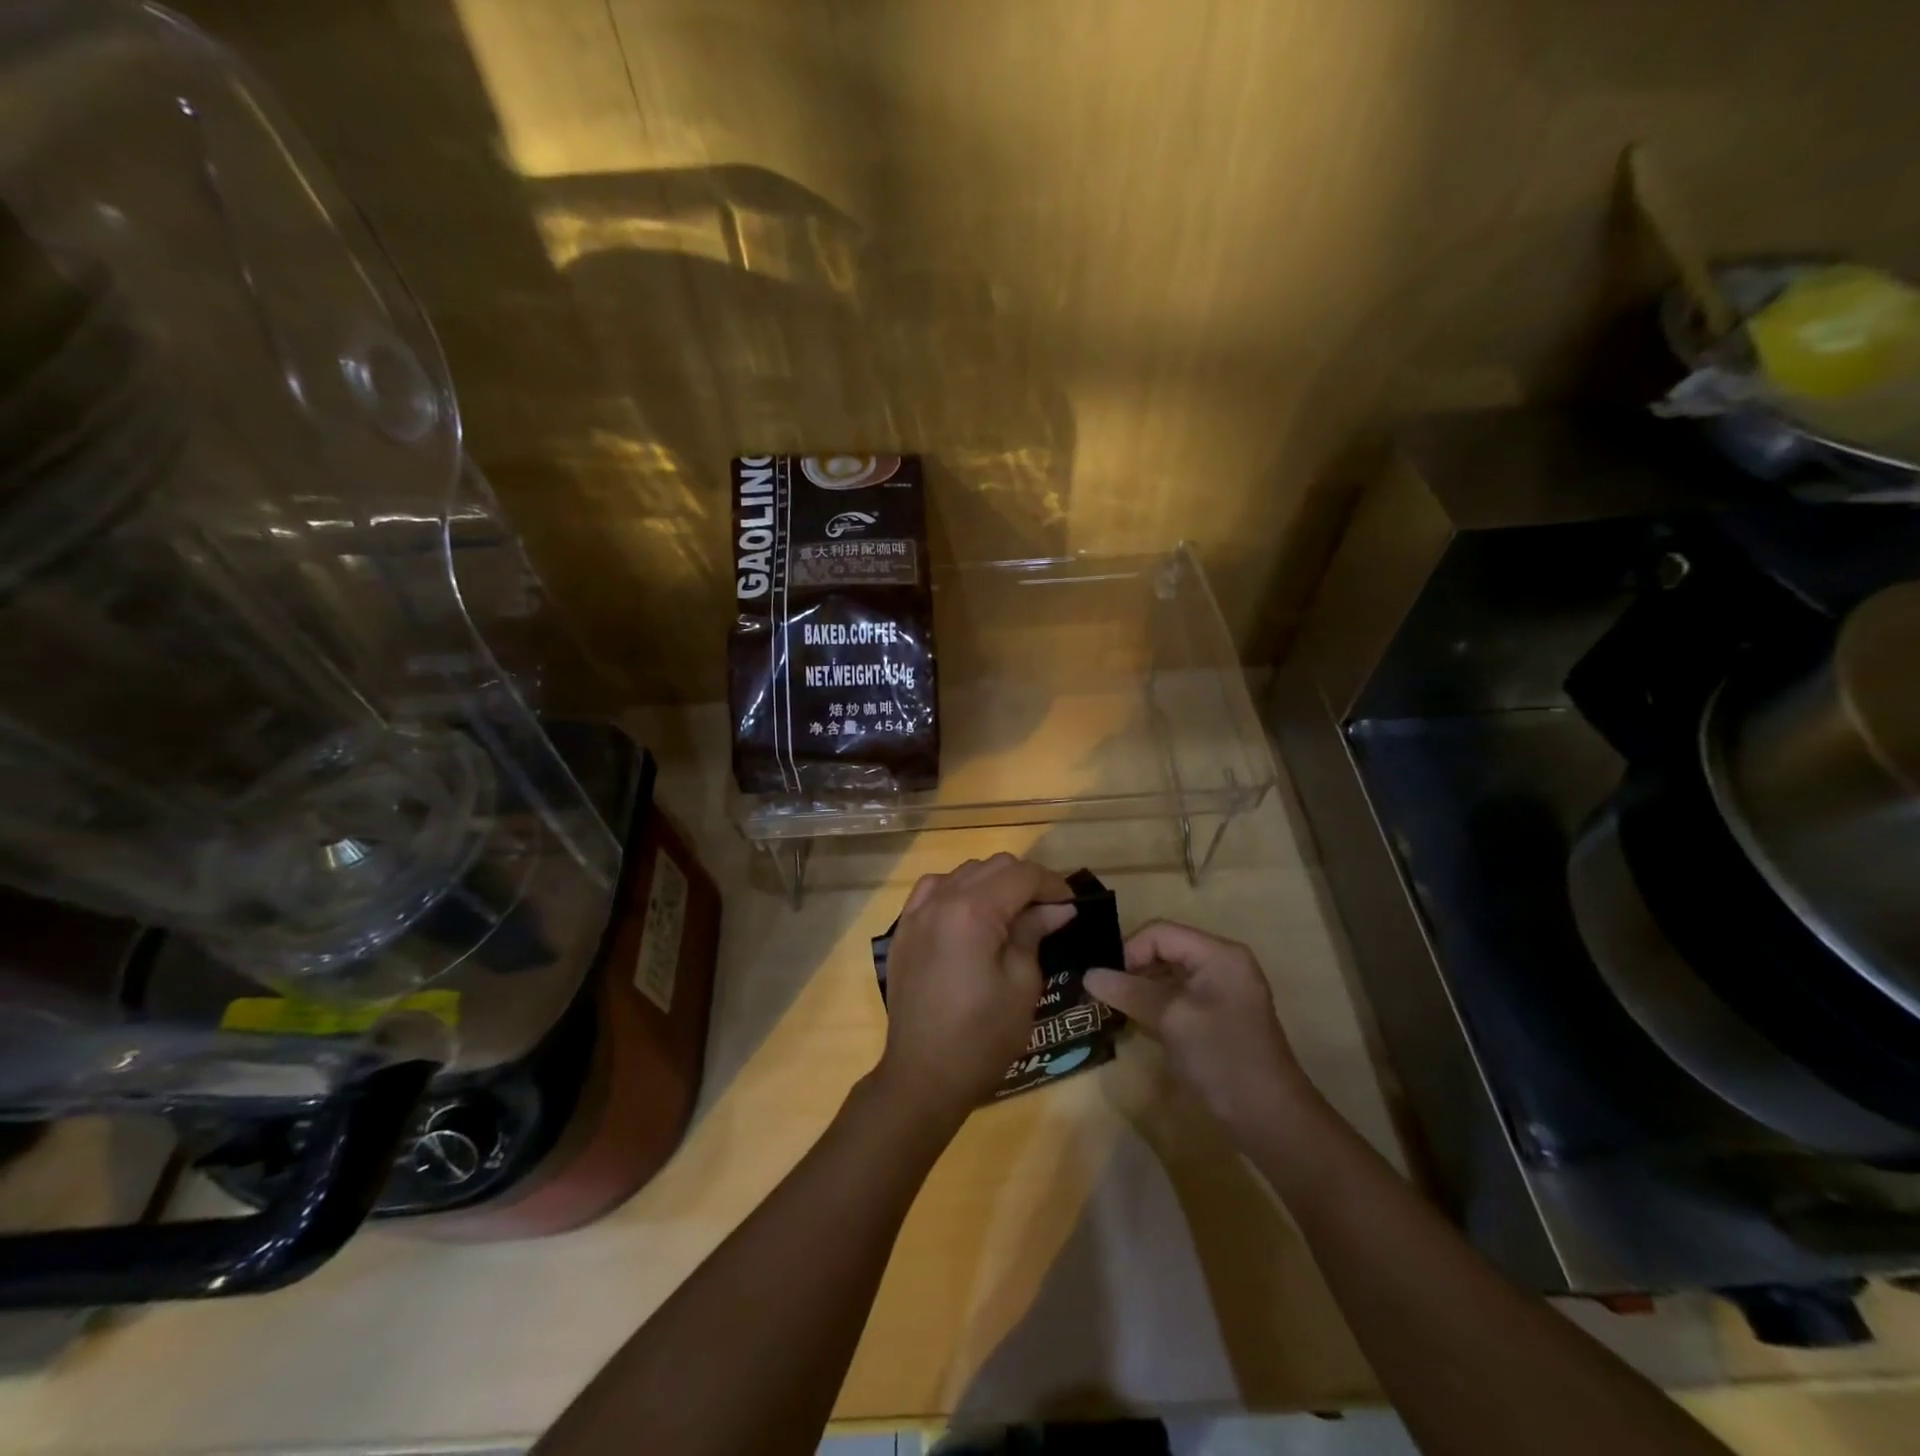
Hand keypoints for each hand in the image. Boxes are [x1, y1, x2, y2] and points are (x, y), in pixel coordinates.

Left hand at [875, 854, 1075, 1122]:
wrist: (922, 1075)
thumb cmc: (982, 1037)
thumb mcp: (1022, 985)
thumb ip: (1034, 933)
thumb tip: (1057, 908)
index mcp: (972, 911)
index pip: (1021, 875)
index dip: (1053, 884)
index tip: (1072, 905)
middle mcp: (940, 899)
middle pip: (993, 867)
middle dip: (1026, 881)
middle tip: (1049, 911)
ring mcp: (916, 912)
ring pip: (964, 872)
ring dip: (993, 883)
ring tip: (1012, 913)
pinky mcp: (905, 929)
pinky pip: (934, 889)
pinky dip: (959, 890)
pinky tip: (971, 915)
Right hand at [1085, 921, 1313, 1137]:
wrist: (1270, 1119)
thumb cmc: (1222, 1059)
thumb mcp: (1172, 1020)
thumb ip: (1129, 991)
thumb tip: (1088, 975)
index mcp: (1218, 954)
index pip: (1160, 933)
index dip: (1128, 951)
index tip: (1104, 981)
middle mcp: (1221, 963)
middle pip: (1164, 949)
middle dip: (1132, 968)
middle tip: (1103, 994)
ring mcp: (1220, 990)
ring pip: (1168, 973)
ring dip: (1140, 987)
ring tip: (1113, 1007)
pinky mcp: (1216, 1015)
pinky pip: (1177, 995)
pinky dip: (1154, 1003)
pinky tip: (1136, 1020)